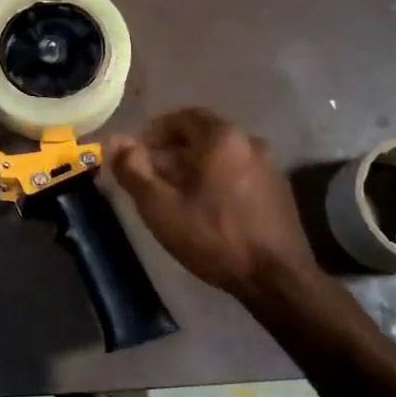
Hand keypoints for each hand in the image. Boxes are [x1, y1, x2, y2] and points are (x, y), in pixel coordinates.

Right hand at [106, 109, 317, 297]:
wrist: (277, 279)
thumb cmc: (213, 237)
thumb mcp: (160, 206)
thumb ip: (133, 169)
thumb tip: (116, 140)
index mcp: (222, 137)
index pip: (183, 116)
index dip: (155, 132)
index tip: (138, 155)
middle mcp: (250, 141)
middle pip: (203, 135)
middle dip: (173, 152)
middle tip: (151, 178)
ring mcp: (269, 166)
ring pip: (222, 155)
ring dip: (195, 167)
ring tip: (175, 196)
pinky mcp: (279, 190)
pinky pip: (239, 172)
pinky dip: (217, 180)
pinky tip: (206, 209)